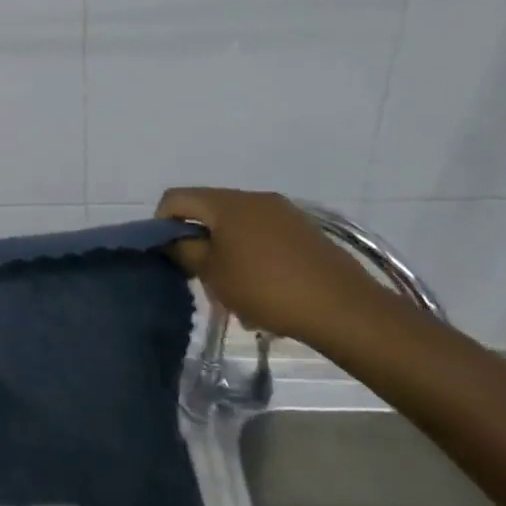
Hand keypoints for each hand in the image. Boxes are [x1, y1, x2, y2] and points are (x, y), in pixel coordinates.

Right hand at [157, 188, 389, 348]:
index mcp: (226, 202)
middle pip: (208, 211)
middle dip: (198, 241)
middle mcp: (253, 198)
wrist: (343, 308)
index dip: (162, 223)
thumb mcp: (213, 273)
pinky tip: (262, 290)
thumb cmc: (266, 287)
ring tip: (233, 290)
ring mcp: (283, 212)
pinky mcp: (304, 231)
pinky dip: (252, 256)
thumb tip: (173, 240)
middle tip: (201, 277)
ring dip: (226, 252)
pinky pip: (263, 236)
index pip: (176, 198)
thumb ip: (185, 251)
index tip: (169, 255)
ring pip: (237, 226)